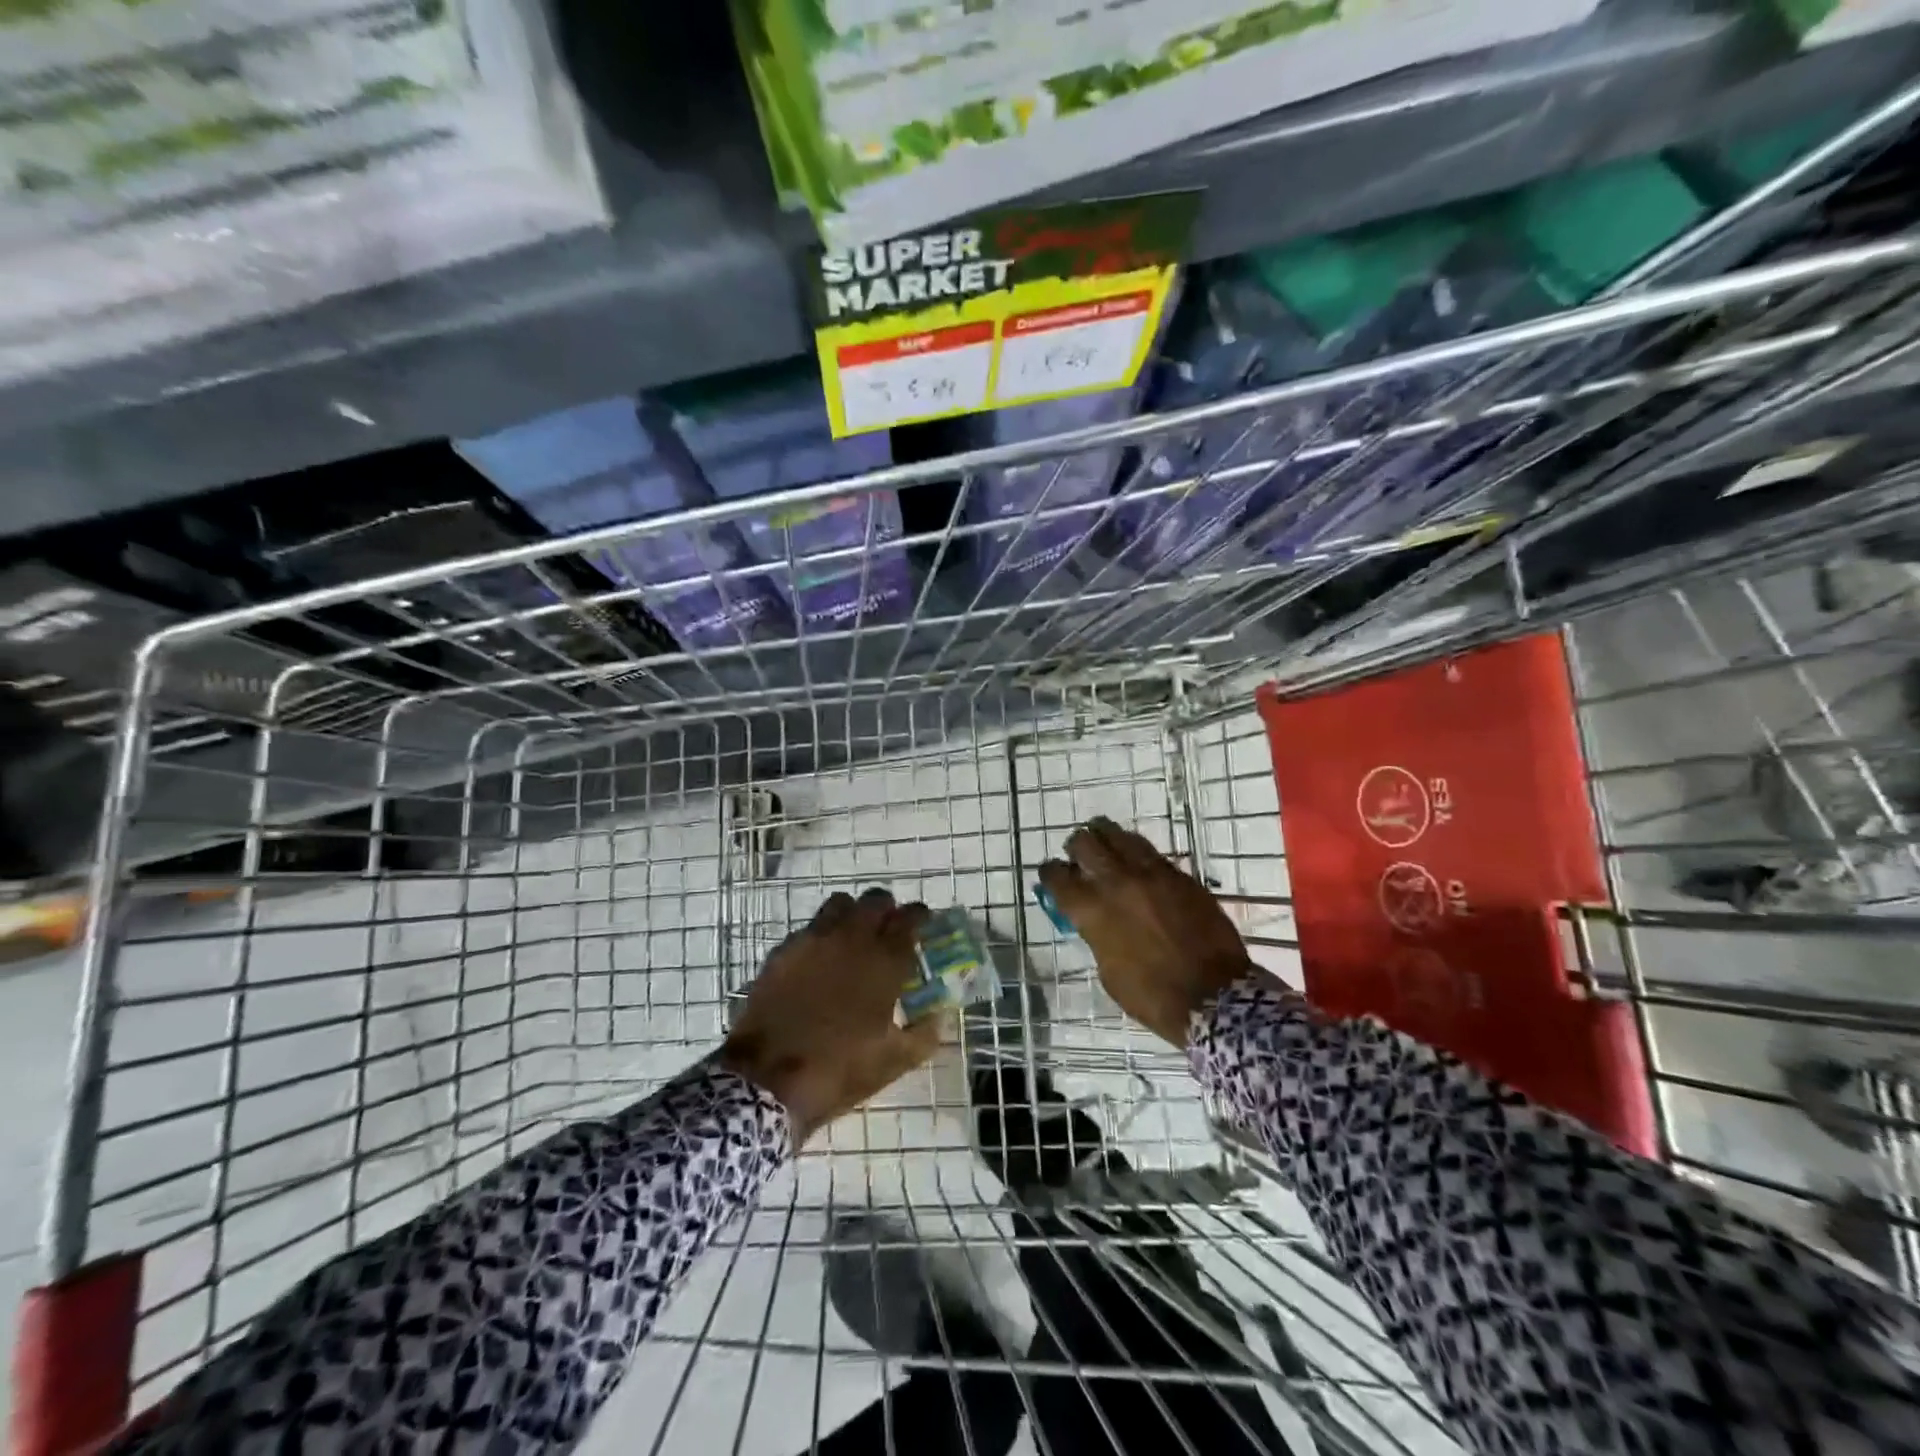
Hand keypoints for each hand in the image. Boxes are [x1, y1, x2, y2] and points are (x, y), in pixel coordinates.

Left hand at [720, 887, 940, 1142]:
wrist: (767, 1080)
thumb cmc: (839, 1070)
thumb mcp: (894, 1061)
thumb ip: (925, 1033)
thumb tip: (939, 1015)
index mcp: (884, 961)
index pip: (910, 918)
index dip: (920, 916)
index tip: (924, 922)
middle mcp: (851, 939)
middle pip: (875, 900)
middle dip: (887, 909)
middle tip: (890, 928)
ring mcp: (813, 940)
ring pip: (840, 904)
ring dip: (853, 913)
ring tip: (854, 937)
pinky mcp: (783, 951)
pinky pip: (809, 928)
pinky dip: (821, 935)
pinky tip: (820, 960)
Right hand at [1039, 817, 1255, 1045]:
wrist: (1214, 996)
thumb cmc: (1153, 996)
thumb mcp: (1109, 972)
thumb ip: (1096, 937)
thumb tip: (1094, 920)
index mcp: (1093, 911)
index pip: (1058, 877)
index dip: (1050, 873)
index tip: (1051, 874)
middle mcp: (1117, 883)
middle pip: (1085, 843)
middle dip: (1076, 846)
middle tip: (1078, 855)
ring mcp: (1151, 874)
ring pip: (1120, 836)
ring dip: (1106, 837)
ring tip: (1106, 845)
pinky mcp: (1180, 876)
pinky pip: (1152, 852)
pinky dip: (1137, 853)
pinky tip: (1137, 862)